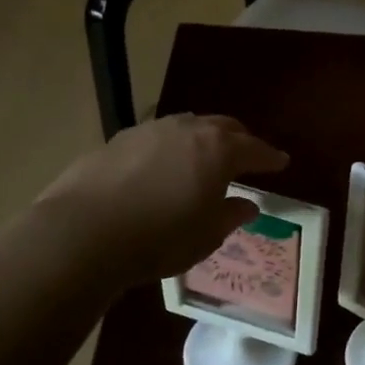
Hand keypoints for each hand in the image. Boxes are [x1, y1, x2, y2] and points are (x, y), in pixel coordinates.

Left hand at [37, 115, 288, 288]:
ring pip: (187, 126)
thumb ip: (230, 215)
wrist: (83, 233)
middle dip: (239, 139)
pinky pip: (156, 138)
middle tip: (247, 155)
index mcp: (218, 151)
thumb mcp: (206, 236)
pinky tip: (161, 168)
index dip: (270, 158)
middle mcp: (187, 130)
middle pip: (223, 127)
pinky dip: (169, 148)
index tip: (281, 162)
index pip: (255, 149)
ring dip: (202, 138)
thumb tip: (246, 205)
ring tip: (203, 158)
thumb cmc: (160, 238)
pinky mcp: (117, 140)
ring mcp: (149, 131)